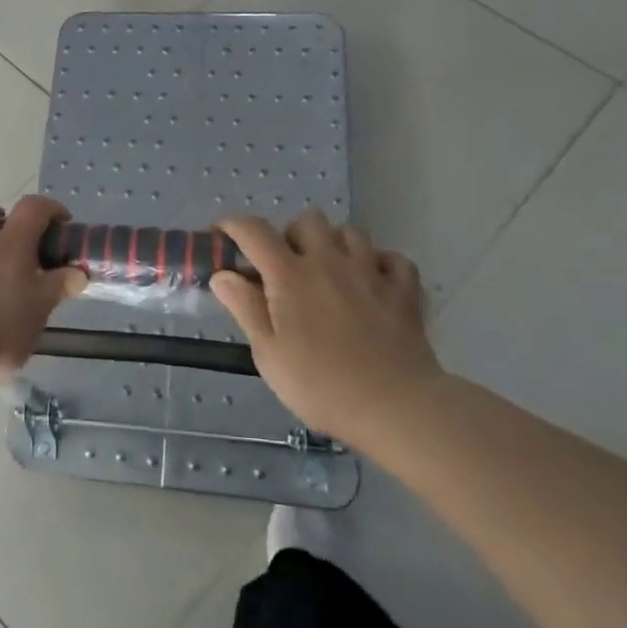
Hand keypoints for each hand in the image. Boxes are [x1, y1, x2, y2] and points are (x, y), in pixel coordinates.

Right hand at [210, 211, 440, 442]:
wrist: (395, 407)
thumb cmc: (320, 385)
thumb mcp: (268, 353)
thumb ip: (245, 308)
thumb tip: (223, 275)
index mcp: (290, 275)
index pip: (254, 231)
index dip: (233, 226)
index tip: (223, 236)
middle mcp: (329, 261)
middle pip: (307, 220)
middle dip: (291, 235)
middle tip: (285, 267)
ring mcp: (371, 271)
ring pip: (350, 232)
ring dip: (334, 244)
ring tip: (329, 272)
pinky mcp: (404, 289)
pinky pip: (392, 258)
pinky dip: (380, 264)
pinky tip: (372, 283)